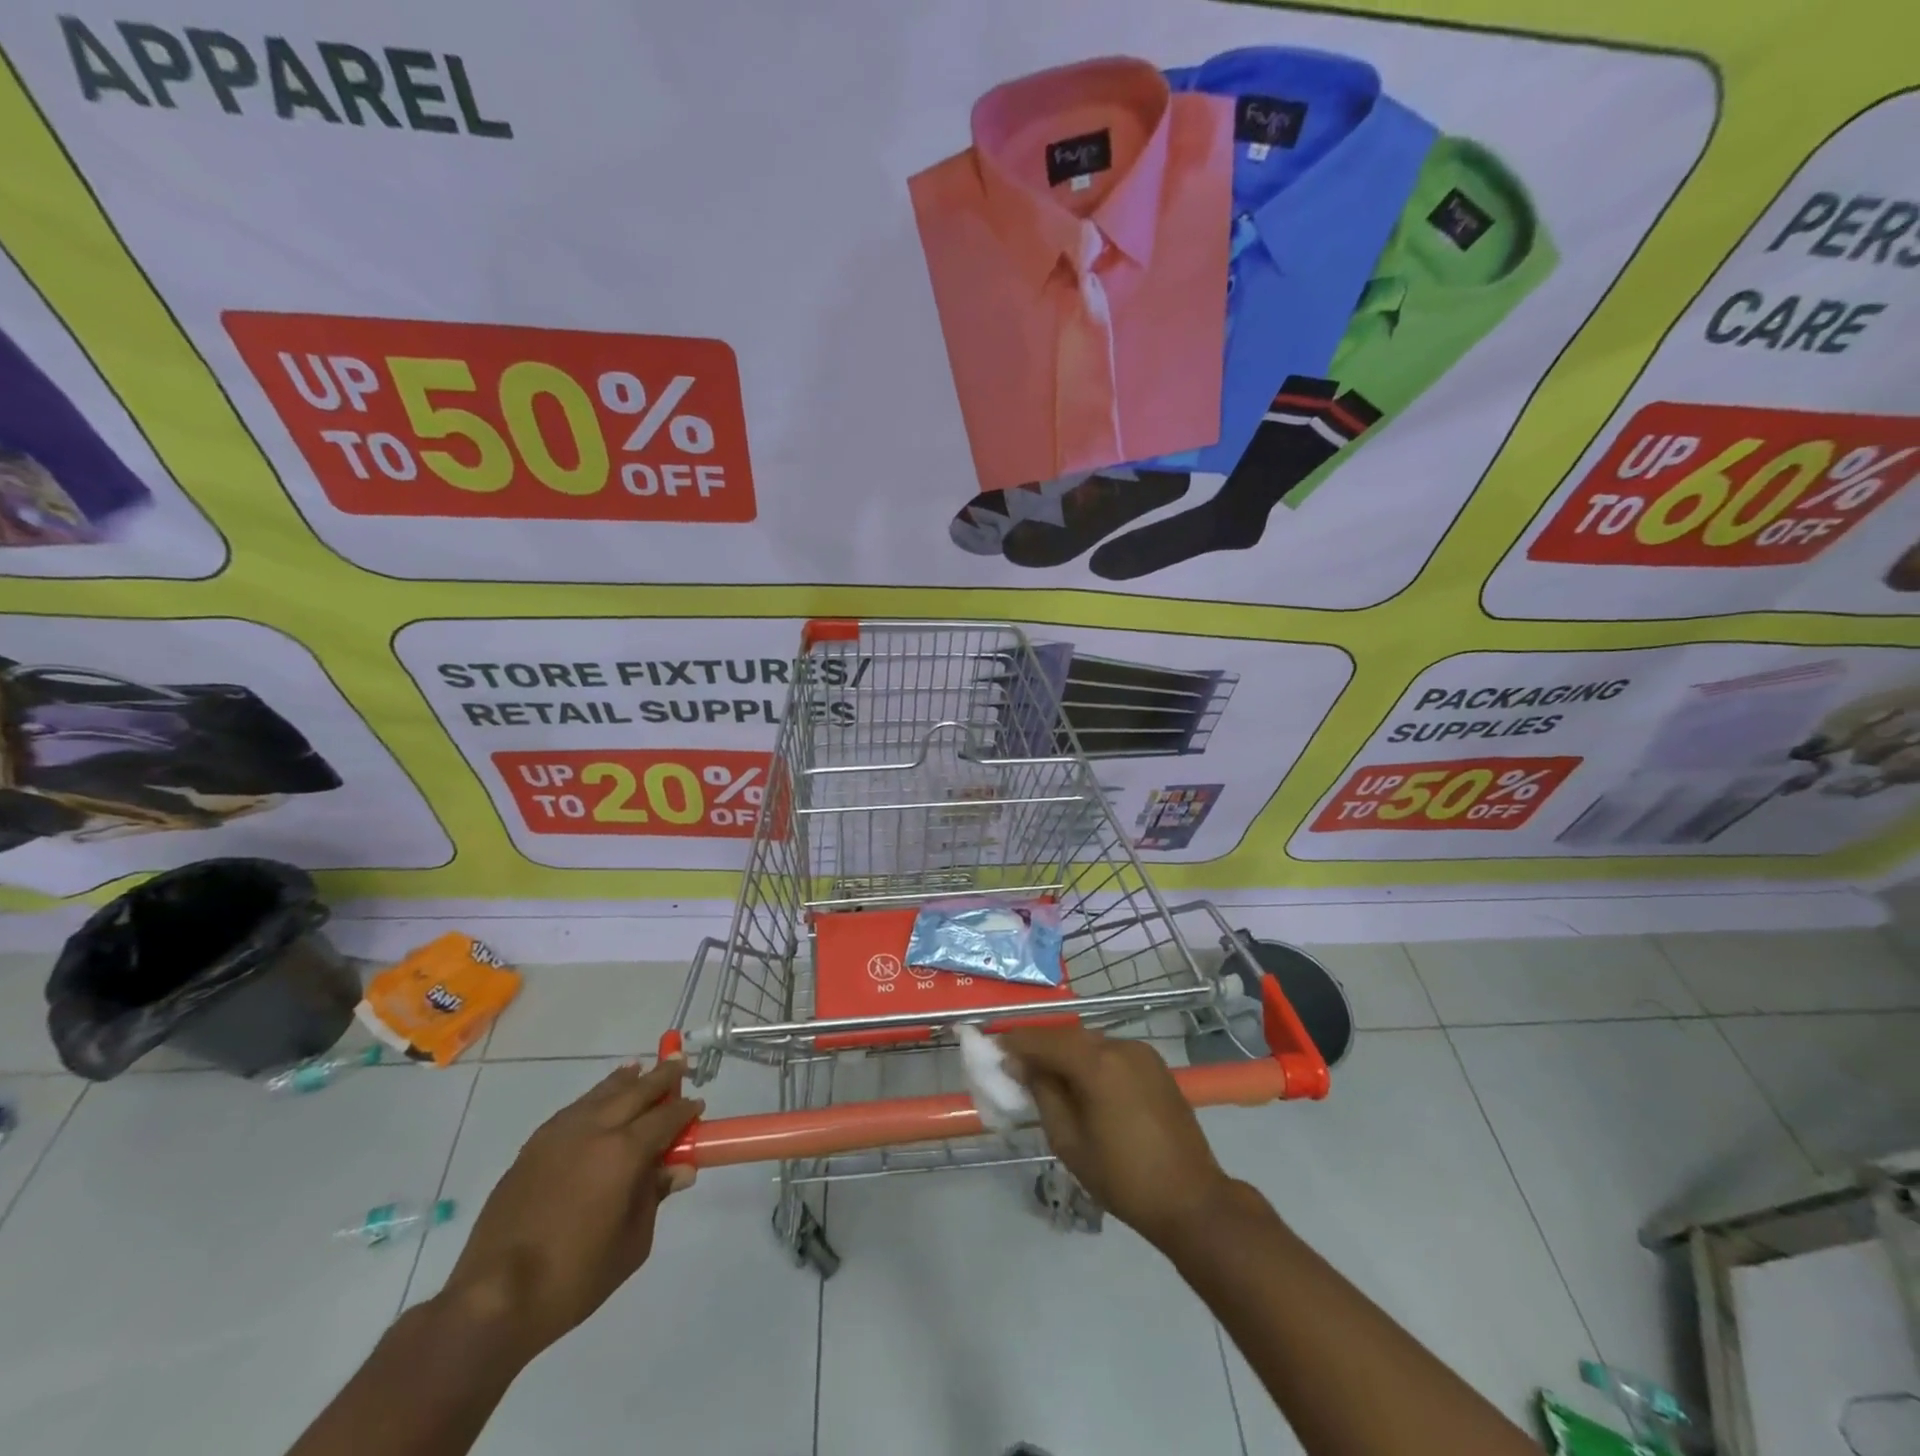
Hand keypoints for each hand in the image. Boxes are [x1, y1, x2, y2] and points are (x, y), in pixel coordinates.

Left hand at [441, 1059, 701, 1359]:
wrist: (494, 1299)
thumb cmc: (574, 1277)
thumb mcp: (632, 1244)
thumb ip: (655, 1197)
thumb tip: (678, 1169)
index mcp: (624, 1153)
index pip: (665, 1118)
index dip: (684, 1110)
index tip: (697, 1106)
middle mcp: (595, 1130)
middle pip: (636, 1091)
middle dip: (661, 1077)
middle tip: (678, 1064)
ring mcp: (560, 1135)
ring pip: (601, 1093)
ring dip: (625, 1081)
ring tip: (639, 1070)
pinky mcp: (533, 1148)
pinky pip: (574, 1109)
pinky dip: (594, 1098)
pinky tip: (598, 1101)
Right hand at [1001, 1025, 1232, 1248]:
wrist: (1190, 1200)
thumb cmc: (1122, 1177)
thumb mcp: (1068, 1140)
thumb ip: (1042, 1092)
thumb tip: (1020, 1063)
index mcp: (1096, 1063)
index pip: (1043, 1039)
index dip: (1015, 1042)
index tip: (992, 1049)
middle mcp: (1119, 1045)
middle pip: (1067, 1035)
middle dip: (1039, 1046)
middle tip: (1016, 1066)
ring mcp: (1141, 1052)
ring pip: (1090, 1041)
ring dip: (1065, 1052)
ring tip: (1047, 1077)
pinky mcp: (1155, 1065)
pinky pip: (1111, 1052)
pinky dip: (1090, 1060)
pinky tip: (1082, 1084)